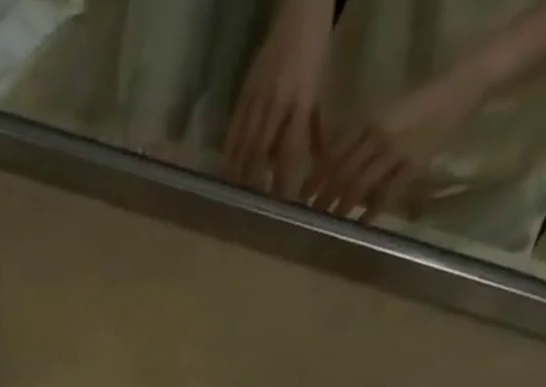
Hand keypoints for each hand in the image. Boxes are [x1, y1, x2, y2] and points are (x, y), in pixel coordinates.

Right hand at [223, 0, 333, 194]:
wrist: (300, 10)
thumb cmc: (315, 50)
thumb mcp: (320, 90)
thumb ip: (314, 129)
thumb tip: (316, 164)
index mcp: (300, 103)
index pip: (289, 152)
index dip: (282, 180)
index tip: (280, 205)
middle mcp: (276, 103)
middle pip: (259, 153)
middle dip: (254, 183)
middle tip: (251, 209)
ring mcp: (257, 97)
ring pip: (243, 144)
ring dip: (238, 173)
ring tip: (234, 196)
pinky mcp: (244, 92)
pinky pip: (234, 128)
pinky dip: (229, 152)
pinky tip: (225, 169)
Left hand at [304, 71, 486, 218]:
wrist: (458, 88)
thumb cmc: (417, 105)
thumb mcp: (383, 114)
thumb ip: (360, 138)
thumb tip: (335, 168)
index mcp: (366, 121)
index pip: (332, 153)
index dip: (315, 176)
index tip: (302, 196)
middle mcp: (376, 136)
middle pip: (341, 172)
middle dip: (324, 196)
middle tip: (312, 215)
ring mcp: (394, 150)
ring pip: (359, 184)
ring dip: (342, 206)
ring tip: (331, 221)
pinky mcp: (413, 164)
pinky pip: (386, 193)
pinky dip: (371, 211)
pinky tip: (361, 225)